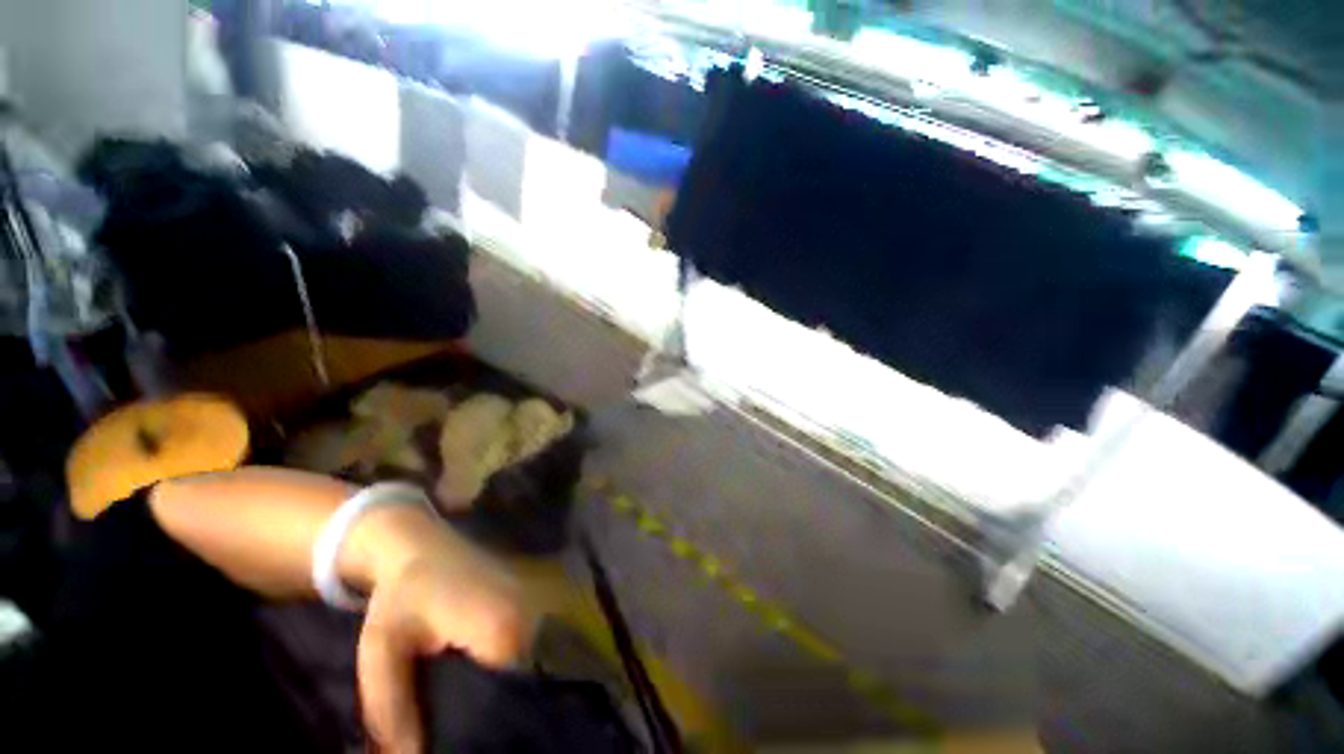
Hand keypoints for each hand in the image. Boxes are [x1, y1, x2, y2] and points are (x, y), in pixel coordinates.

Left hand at [352, 507, 533, 752]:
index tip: (467, 743)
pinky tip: (486, 685)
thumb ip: (392, 710)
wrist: (420, 545)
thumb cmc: (401, 595)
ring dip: (504, 691)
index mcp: (497, 631)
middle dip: (497, 712)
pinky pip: (525, 649)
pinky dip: (508, 671)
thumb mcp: (383, 653)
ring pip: (526, 667)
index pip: (510, 697)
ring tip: (477, 715)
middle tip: (466, 734)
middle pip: (522, 684)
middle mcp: (526, 620)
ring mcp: (531, 609)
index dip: (487, 725)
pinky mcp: (527, 605)